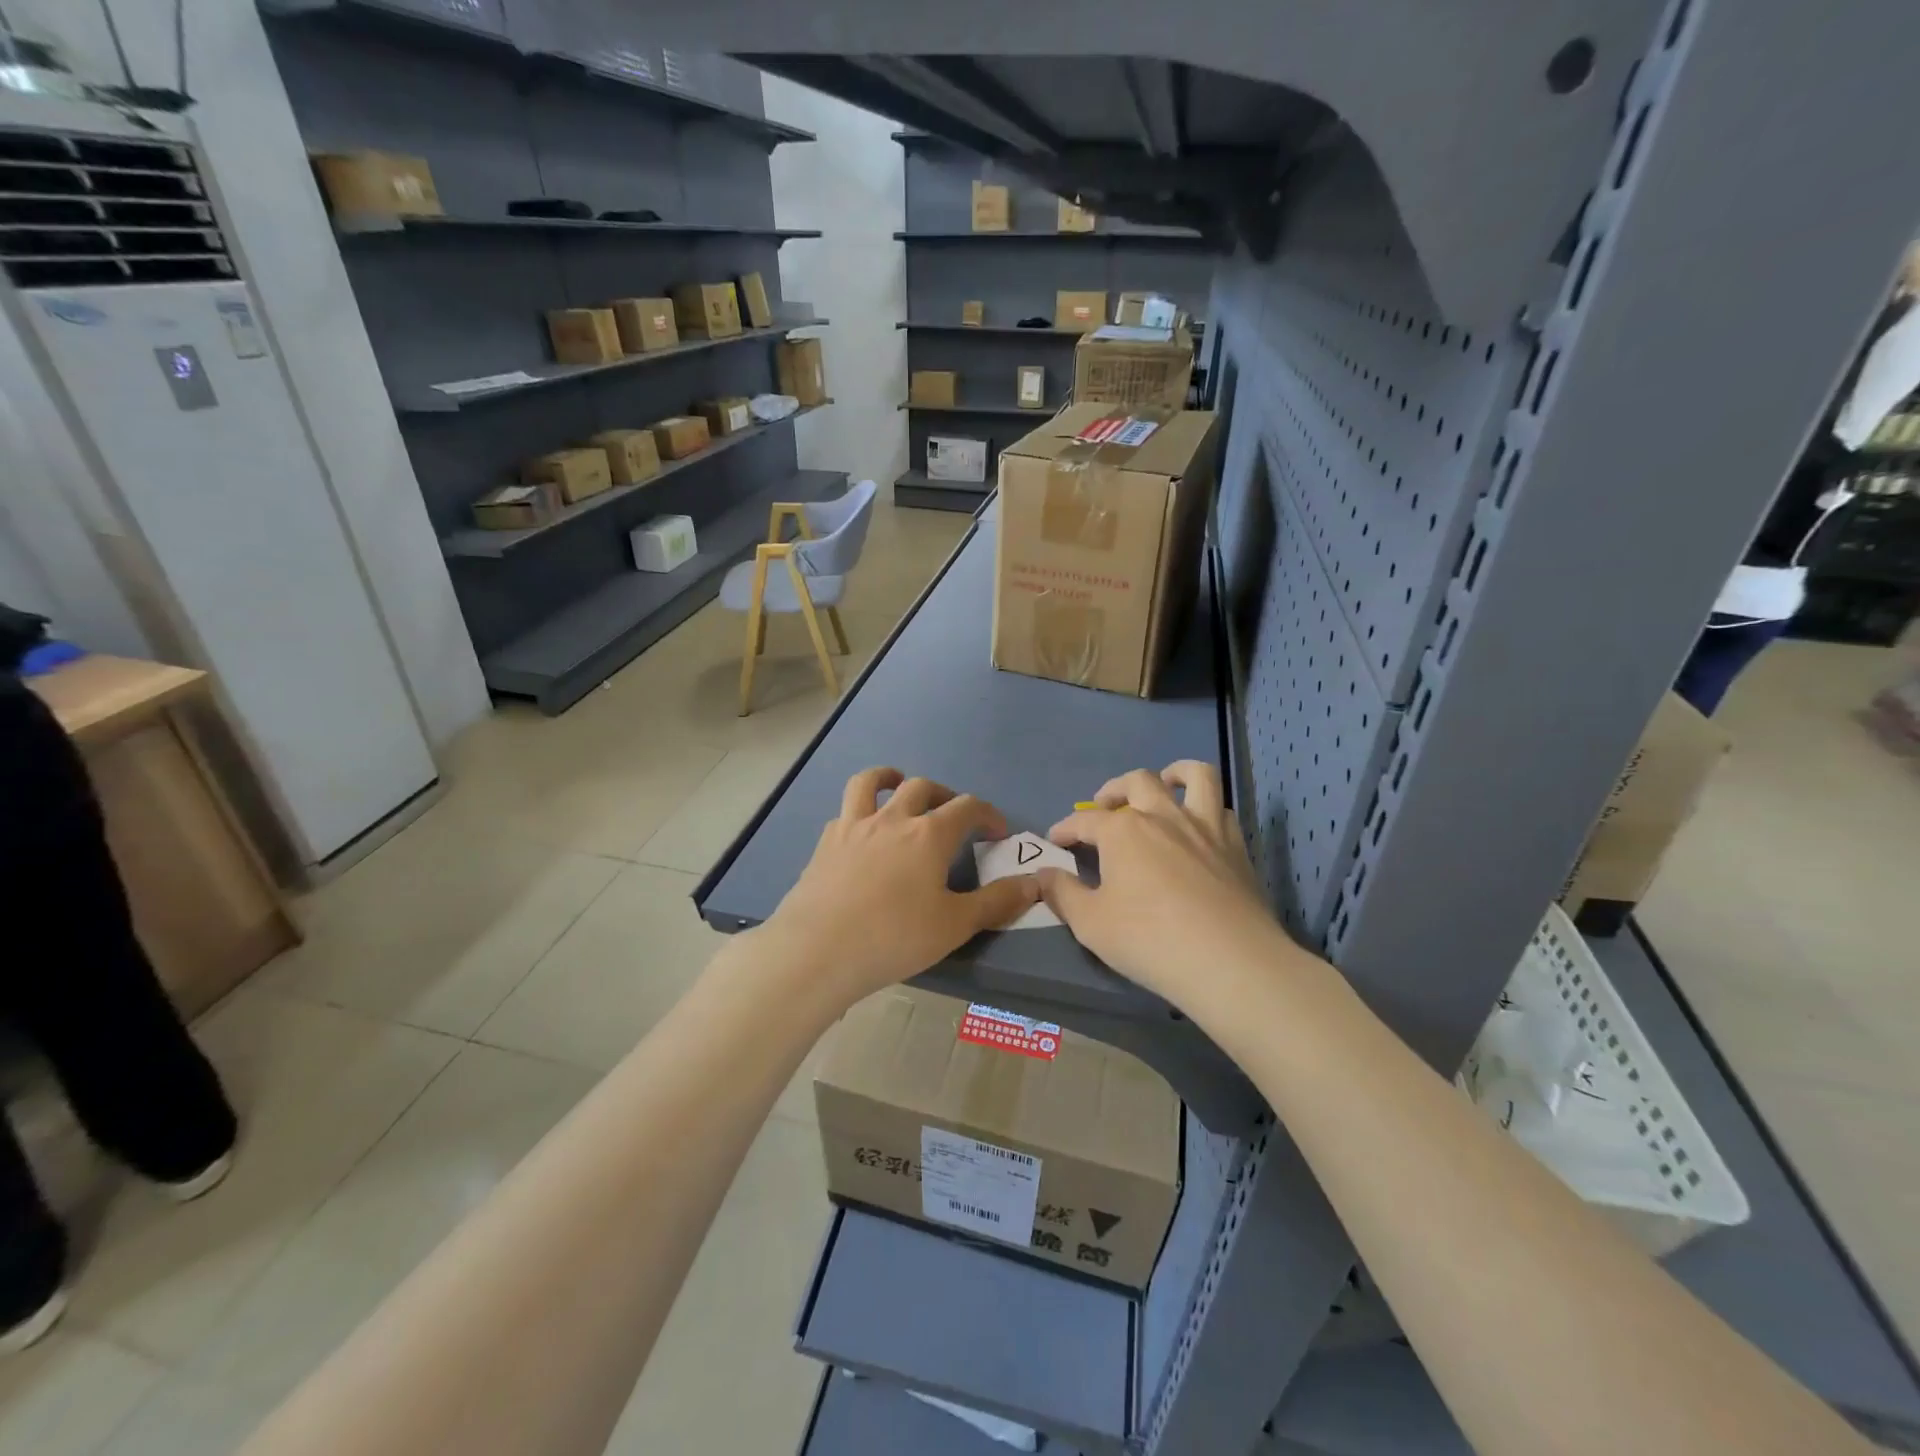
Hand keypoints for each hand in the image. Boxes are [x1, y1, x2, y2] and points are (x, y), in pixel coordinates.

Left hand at [763, 767, 1041, 1006]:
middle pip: (922, 787)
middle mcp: (892, 819)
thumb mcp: (954, 925)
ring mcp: (854, 827)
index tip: (997, 832)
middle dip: (943, 795)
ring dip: (889, 777)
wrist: (818, 950)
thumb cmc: (894, 937)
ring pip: (871, 783)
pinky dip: (859, 811)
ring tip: (898, 784)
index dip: (987, 814)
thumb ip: (996, 902)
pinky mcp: (825, 843)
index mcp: (929, 835)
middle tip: (951, 815)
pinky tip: (861, 831)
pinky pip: (845, 811)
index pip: (967, 807)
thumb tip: (1034, 883)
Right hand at [1040, 761, 1292, 1010]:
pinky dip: (1206, 807)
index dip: (1066, 829)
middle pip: (1136, 782)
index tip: (1055, 840)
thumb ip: (1062, 894)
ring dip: (1174, 774)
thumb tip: (1042, 875)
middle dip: (1114, 790)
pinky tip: (1198, 825)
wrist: (1229, 960)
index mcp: (1123, 830)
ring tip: (1163, 785)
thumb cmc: (1150, 940)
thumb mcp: (1090, 924)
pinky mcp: (1236, 845)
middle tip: (1104, 807)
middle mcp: (1162, 815)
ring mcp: (1204, 826)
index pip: (1084, 821)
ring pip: (1194, 776)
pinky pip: (1221, 808)